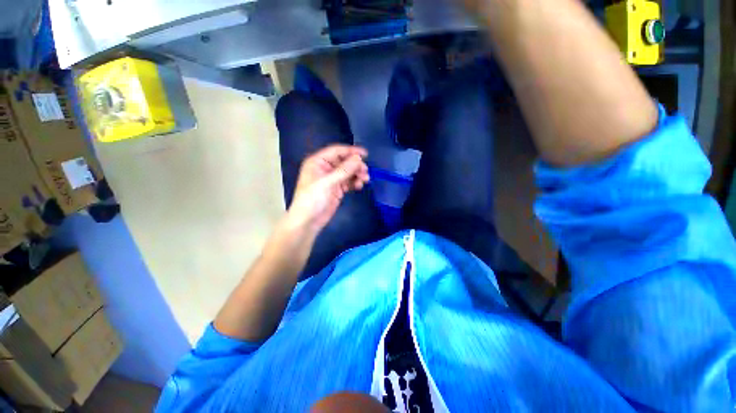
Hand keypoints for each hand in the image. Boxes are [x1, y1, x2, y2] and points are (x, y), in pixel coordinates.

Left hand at [285, 145, 369, 234]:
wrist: (308, 221)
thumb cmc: (312, 199)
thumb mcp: (327, 183)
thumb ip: (343, 170)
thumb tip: (358, 159)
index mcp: (318, 162)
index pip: (336, 151)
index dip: (351, 151)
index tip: (365, 154)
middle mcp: (325, 168)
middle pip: (344, 162)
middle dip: (356, 165)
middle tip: (365, 171)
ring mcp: (332, 179)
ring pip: (348, 172)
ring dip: (357, 174)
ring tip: (365, 180)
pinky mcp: (337, 189)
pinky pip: (349, 182)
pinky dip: (355, 182)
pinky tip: (359, 186)